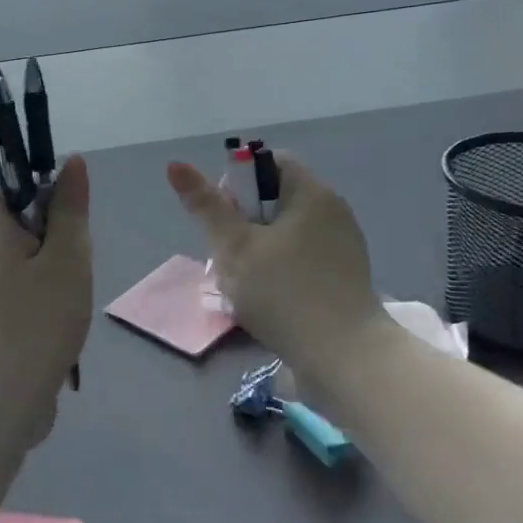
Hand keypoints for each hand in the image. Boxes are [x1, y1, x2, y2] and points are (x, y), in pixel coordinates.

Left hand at [0, 153, 92, 444]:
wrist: (4, 397)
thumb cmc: (39, 318)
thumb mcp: (67, 256)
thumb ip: (71, 208)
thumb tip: (72, 161)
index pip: (11, 187)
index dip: (44, 191)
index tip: (71, 217)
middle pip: (21, 223)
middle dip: (56, 236)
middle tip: (76, 260)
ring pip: (26, 258)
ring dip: (54, 269)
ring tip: (72, 293)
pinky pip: (21, 288)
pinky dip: (44, 295)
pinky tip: (61, 318)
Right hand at [167, 152, 390, 392]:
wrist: (346, 360)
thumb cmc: (285, 293)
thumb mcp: (235, 247)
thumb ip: (206, 206)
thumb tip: (175, 164)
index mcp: (312, 193)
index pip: (270, 162)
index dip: (239, 182)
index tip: (224, 218)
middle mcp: (334, 211)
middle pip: (276, 199)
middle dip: (244, 222)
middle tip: (228, 256)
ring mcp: (344, 246)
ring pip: (287, 232)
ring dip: (259, 250)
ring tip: (244, 283)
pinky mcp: (346, 278)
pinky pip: (304, 258)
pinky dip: (282, 270)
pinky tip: (269, 300)